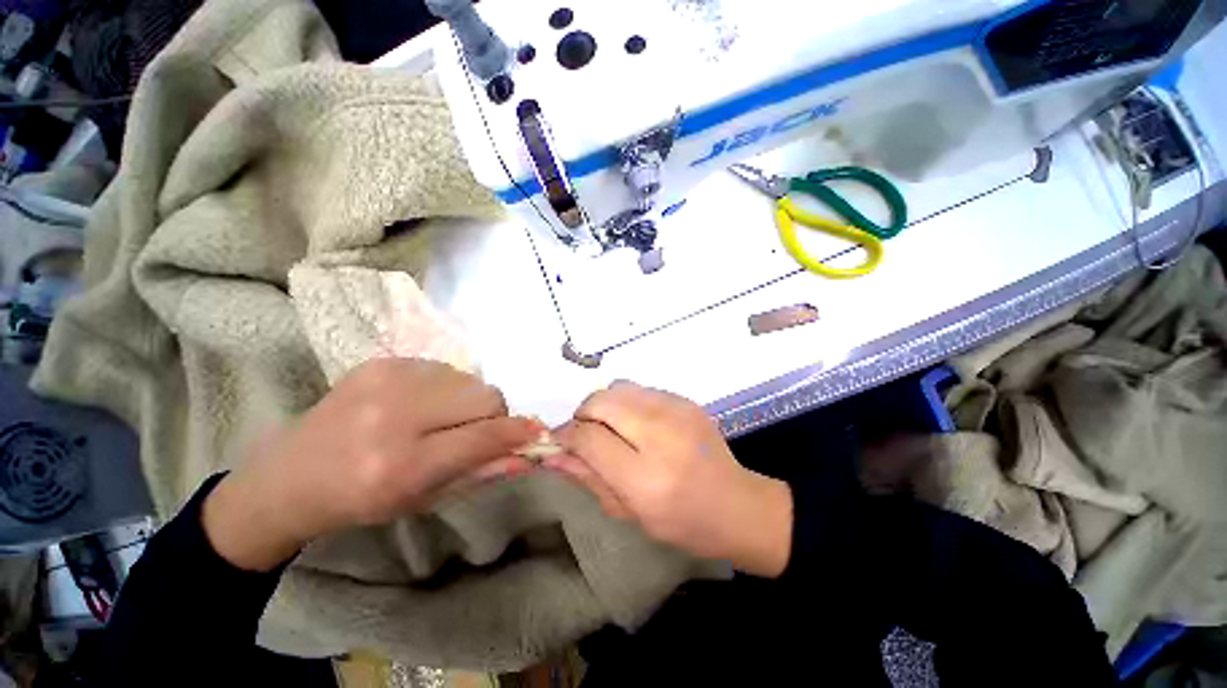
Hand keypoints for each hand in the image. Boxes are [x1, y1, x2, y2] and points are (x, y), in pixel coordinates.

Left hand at [202, 358, 540, 570]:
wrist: (288, 476)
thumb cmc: (360, 501)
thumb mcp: (424, 500)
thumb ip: (481, 471)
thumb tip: (527, 451)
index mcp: (401, 464)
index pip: (483, 436)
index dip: (517, 432)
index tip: (536, 431)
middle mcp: (394, 415)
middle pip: (485, 397)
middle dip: (492, 415)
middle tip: (473, 431)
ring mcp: (385, 380)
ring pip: (469, 379)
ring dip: (469, 400)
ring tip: (441, 419)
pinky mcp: (381, 362)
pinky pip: (444, 369)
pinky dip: (446, 388)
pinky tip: (418, 405)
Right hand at [551, 382, 792, 577]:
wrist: (736, 505)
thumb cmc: (681, 522)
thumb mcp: (629, 511)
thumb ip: (588, 478)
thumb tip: (552, 455)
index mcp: (646, 477)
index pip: (589, 437)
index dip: (566, 436)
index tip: (559, 442)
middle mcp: (661, 435)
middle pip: (602, 401)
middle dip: (583, 414)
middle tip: (585, 434)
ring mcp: (677, 411)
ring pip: (619, 387)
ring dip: (604, 405)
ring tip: (610, 428)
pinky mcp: (686, 400)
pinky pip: (641, 389)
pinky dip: (627, 402)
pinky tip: (636, 424)